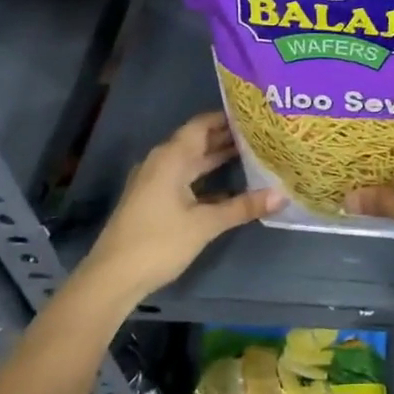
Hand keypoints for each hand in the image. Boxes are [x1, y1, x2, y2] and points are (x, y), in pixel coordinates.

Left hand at [79, 112, 282, 309]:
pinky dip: (207, 178)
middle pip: (198, 141)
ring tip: (254, 154)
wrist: (111, 279)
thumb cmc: (158, 242)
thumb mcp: (205, 224)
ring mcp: (155, 182)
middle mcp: (162, 162)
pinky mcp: (154, 200)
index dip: (228, 117)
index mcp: (171, 157)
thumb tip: (282, 196)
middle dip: (228, 137)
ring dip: (218, 158)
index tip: (256, 114)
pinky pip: (185, 178)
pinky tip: (231, 187)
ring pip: (192, 162)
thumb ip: (243, 207)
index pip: (202, 124)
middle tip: (262, 133)